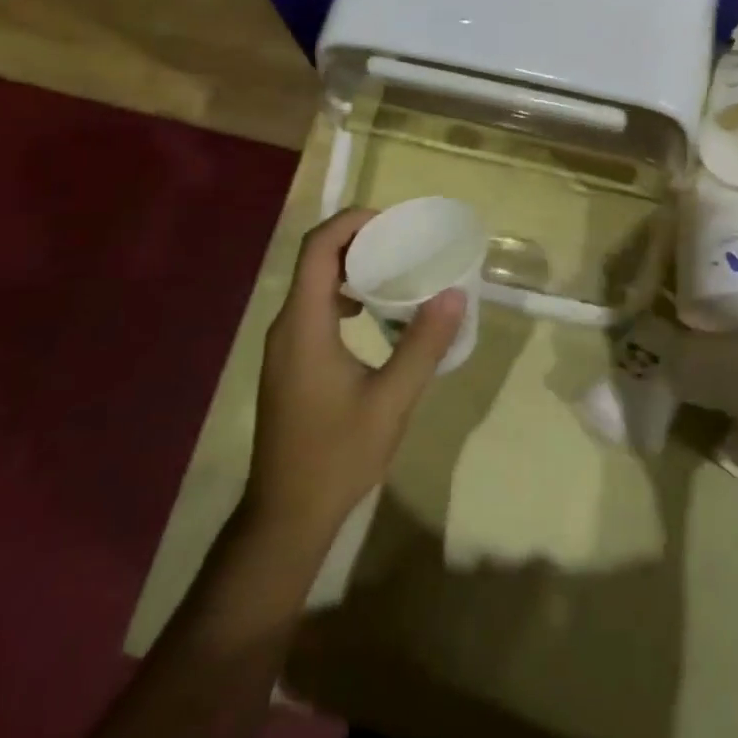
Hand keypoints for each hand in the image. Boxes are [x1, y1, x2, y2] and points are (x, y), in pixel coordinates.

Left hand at [245, 208, 463, 545]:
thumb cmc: (337, 456)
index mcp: (305, 325)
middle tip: (403, 243)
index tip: (392, 222)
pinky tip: (372, 317)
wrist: (286, 515)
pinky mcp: (288, 364)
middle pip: (315, 260)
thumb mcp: (391, 401)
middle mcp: (286, 326)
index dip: (351, 223)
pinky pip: (313, 310)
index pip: (317, 248)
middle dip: (357, 241)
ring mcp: (283, 347)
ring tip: (395, 272)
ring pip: (313, 286)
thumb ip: (423, 345)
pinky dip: (343, 297)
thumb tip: (454, 295)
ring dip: (350, 269)